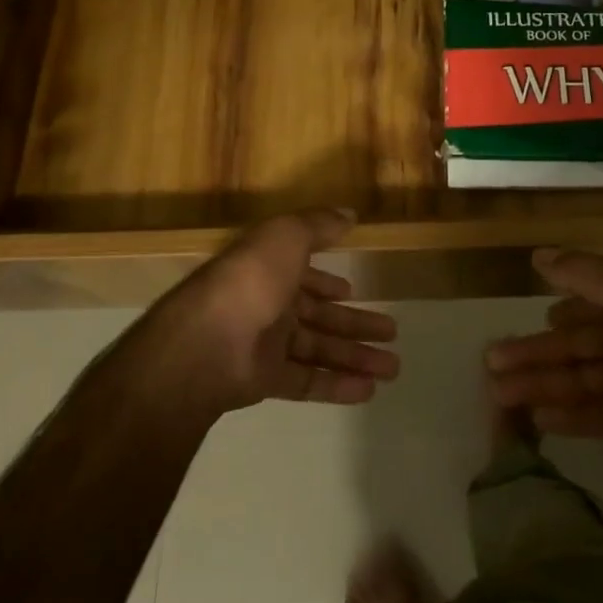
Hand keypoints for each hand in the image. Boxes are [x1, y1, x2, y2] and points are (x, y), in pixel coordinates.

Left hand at [152, 210, 399, 414]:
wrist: (209, 340)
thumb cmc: (251, 277)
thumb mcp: (287, 235)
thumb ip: (319, 224)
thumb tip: (349, 213)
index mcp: (271, 269)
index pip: (303, 275)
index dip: (326, 282)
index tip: (351, 291)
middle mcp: (268, 304)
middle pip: (319, 316)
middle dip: (355, 324)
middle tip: (392, 331)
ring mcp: (266, 344)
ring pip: (319, 350)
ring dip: (356, 357)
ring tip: (394, 367)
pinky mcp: (266, 379)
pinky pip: (308, 381)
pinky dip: (337, 385)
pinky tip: (369, 390)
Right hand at [486, 248, 602, 471]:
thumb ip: (581, 271)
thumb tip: (537, 254)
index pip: (582, 306)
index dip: (553, 315)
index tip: (520, 322)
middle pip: (572, 347)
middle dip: (533, 354)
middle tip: (490, 364)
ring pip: (579, 382)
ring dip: (541, 386)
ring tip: (498, 395)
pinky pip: (599, 415)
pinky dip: (570, 417)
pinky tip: (537, 419)